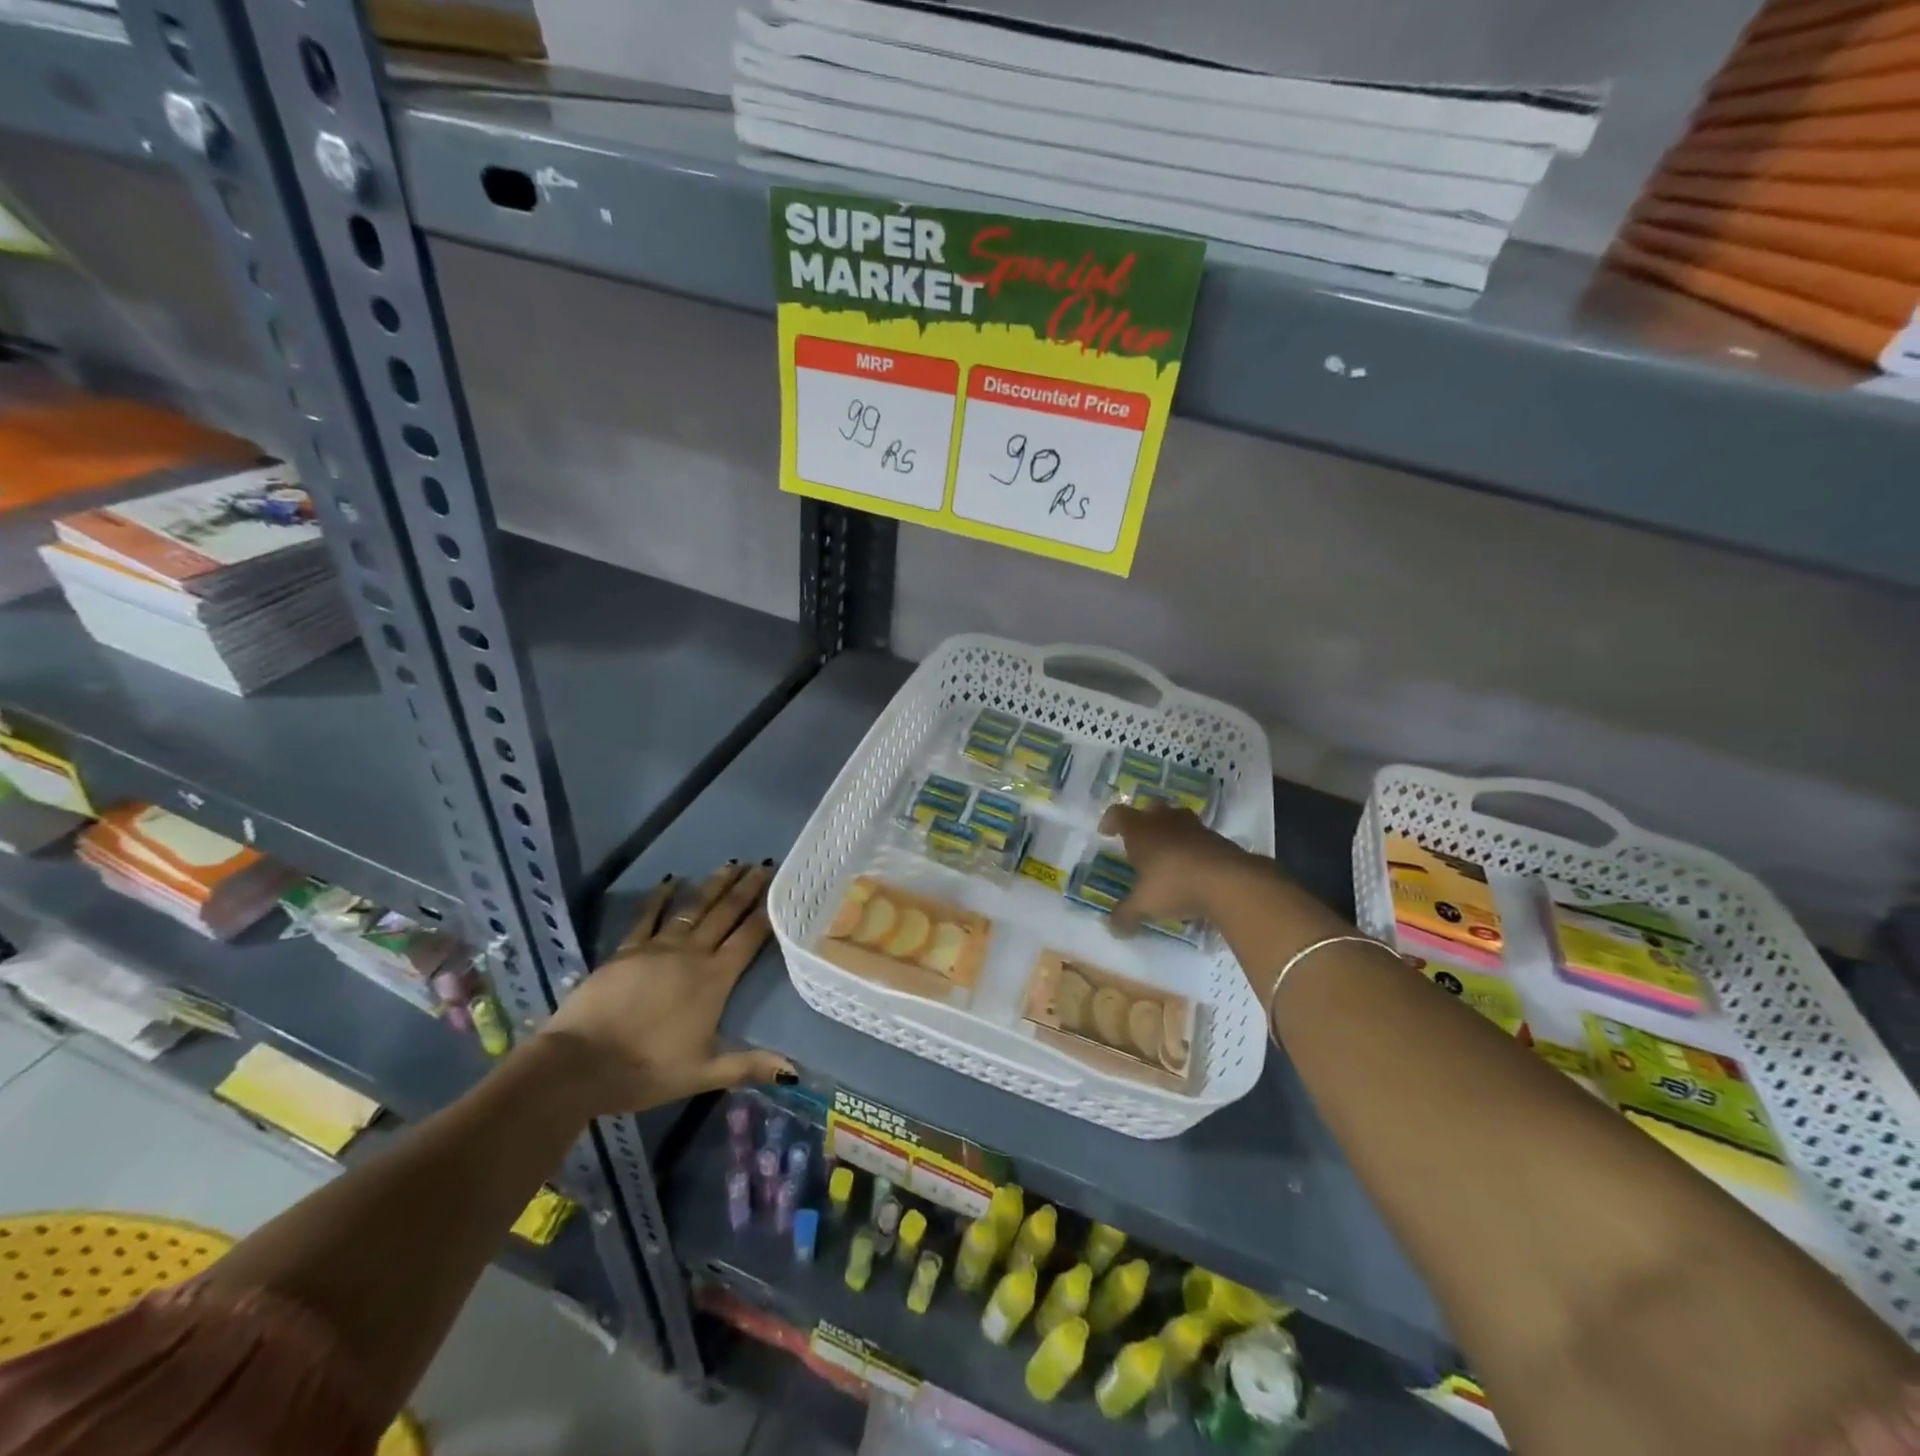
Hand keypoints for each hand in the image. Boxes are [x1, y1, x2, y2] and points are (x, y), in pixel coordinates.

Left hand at [539, 860, 792, 1114]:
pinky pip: (647, 917)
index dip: (766, 912)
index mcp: (714, 980)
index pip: (748, 938)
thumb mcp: (702, 1073)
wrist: (579, 1064)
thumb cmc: (645, 1070)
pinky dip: (660, 898)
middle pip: (725, 914)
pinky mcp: (626, 951)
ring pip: (693, 908)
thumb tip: (795, 1071)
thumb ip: (748, 1065)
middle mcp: (691, 955)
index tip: (781, 888)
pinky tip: (670, 881)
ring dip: (713, 886)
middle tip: (763, 865)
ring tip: (731, 865)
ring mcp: (656, 948)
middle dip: (746, 889)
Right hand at [1100, 799, 1261, 932]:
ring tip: (1167, 852)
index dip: (1110, 821)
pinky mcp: (1219, 839)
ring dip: (1170, 831)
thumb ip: (1126, 914)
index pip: (1118, 814)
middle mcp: (1166, 822)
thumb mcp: (1144, 905)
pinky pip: (1199, 837)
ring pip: (1178, 819)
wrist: (1230, 882)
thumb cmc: (1175, 885)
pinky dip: (1192, 847)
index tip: (1105, 832)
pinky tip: (1192, 868)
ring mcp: (1195, 828)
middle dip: (1144, 820)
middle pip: (1151, 808)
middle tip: (1139, 839)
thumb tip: (1112, 928)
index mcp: (1141, 830)